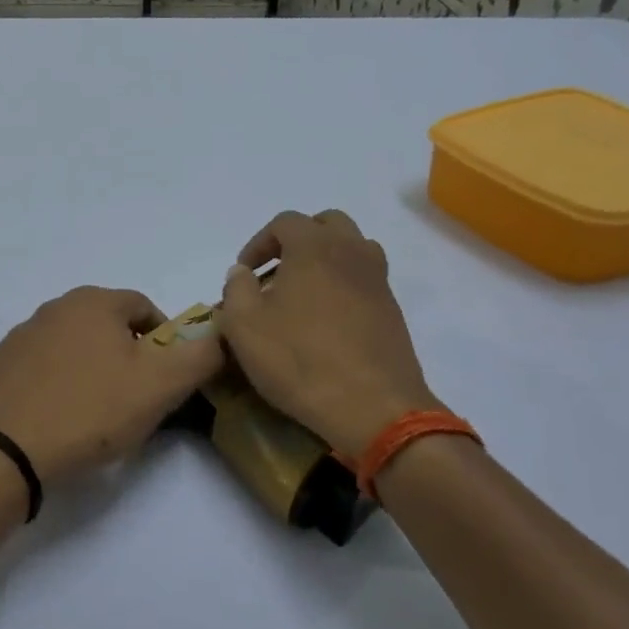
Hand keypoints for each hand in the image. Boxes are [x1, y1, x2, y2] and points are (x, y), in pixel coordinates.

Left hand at [0, 287, 223, 483]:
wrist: (12, 451)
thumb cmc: (93, 411)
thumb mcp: (162, 386)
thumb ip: (201, 355)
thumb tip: (223, 333)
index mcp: (94, 301)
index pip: (144, 308)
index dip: (163, 342)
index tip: (164, 379)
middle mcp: (55, 306)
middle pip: (107, 325)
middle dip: (126, 354)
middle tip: (132, 398)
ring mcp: (21, 334)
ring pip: (73, 344)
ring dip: (90, 366)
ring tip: (94, 410)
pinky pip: (41, 365)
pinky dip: (55, 381)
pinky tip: (58, 413)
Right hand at [217, 210, 440, 460]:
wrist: (372, 406)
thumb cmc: (299, 359)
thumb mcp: (244, 326)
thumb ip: (236, 289)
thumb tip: (242, 273)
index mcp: (314, 247)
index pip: (285, 222)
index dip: (259, 242)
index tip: (245, 273)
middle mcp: (352, 252)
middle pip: (327, 223)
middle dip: (298, 240)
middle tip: (277, 271)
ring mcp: (378, 281)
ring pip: (353, 248)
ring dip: (326, 259)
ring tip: (304, 292)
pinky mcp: (392, 310)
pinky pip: (365, 280)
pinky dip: (344, 285)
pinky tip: (327, 321)